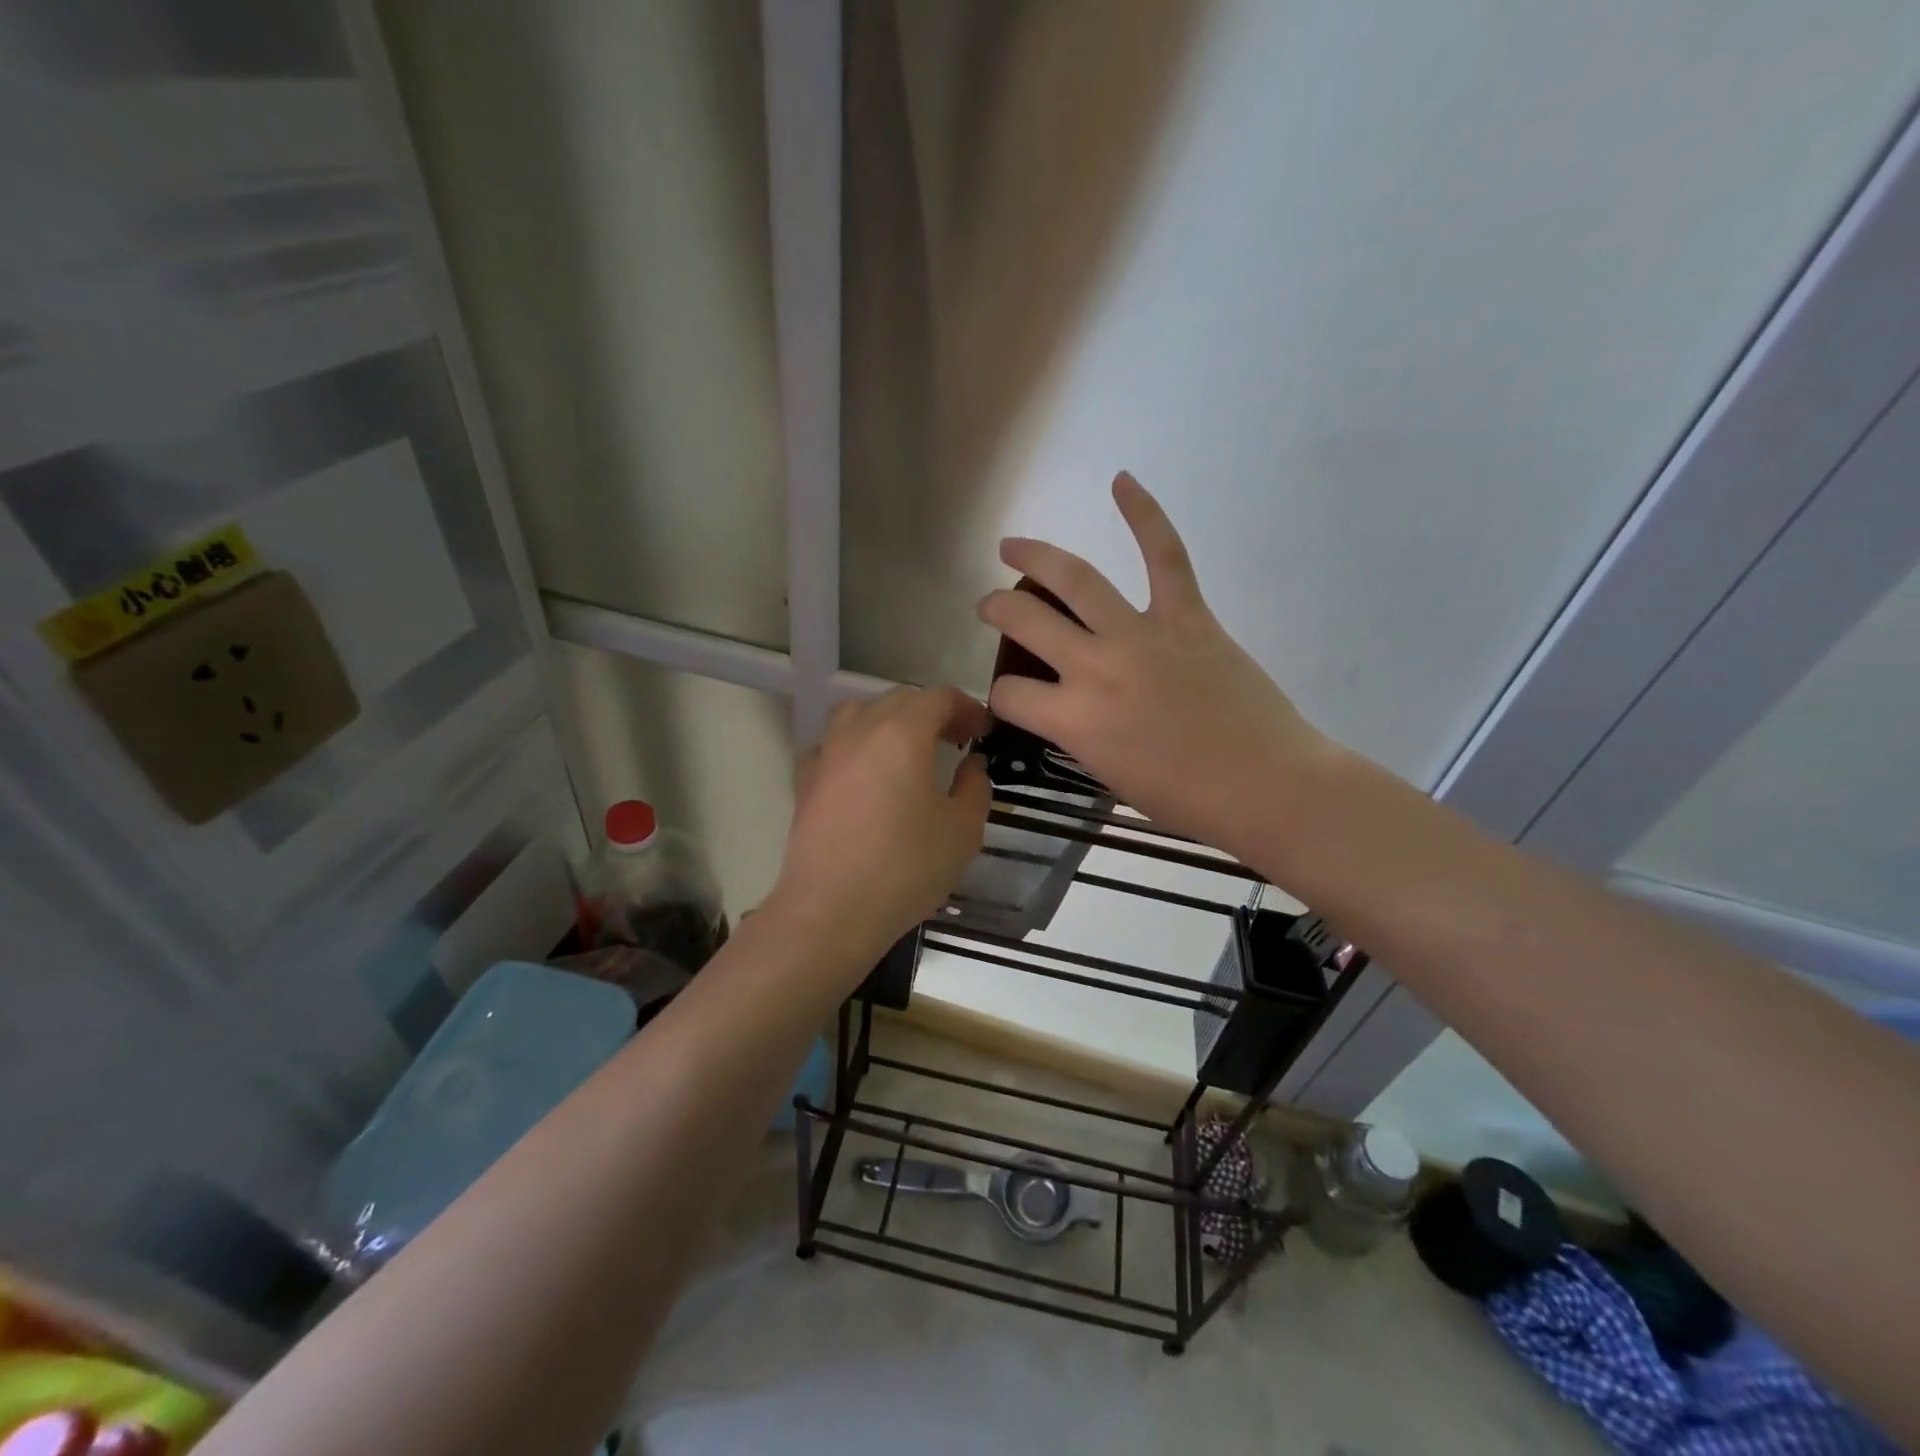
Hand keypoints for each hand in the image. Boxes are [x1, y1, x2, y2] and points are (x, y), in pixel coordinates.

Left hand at [773, 687, 990, 966]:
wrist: (831, 910)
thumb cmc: (905, 868)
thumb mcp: (963, 831)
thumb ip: (975, 787)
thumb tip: (970, 764)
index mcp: (902, 734)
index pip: (938, 698)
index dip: (966, 707)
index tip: (982, 731)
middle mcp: (860, 730)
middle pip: (899, 699)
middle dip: (932, 712)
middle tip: (955, 740)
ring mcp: (827, 753)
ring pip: (859, 713)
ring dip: (889, 720)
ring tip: (907, 749)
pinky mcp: (806, 780)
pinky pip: (833, 744)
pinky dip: (855, 746)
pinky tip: (864, 774)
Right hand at [977, 473, 1333, 867]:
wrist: (1265, 786)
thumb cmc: (1186, 799)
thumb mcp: (1109, 775)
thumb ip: (1079, 734)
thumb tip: (1071, 706)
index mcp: (1074, 720)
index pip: (1011, 693)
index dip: (1003, 696)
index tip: (1014, 698)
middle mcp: (1096, 668)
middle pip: (1026, 622)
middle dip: (997, 610)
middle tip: (989, 606)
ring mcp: (1142, 635)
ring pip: (1077, 579)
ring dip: (1036, 556)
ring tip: (1012, 546)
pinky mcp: (1188, 617)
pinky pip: (1165, 556)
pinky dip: (1145, 515)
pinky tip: (1122, 482)